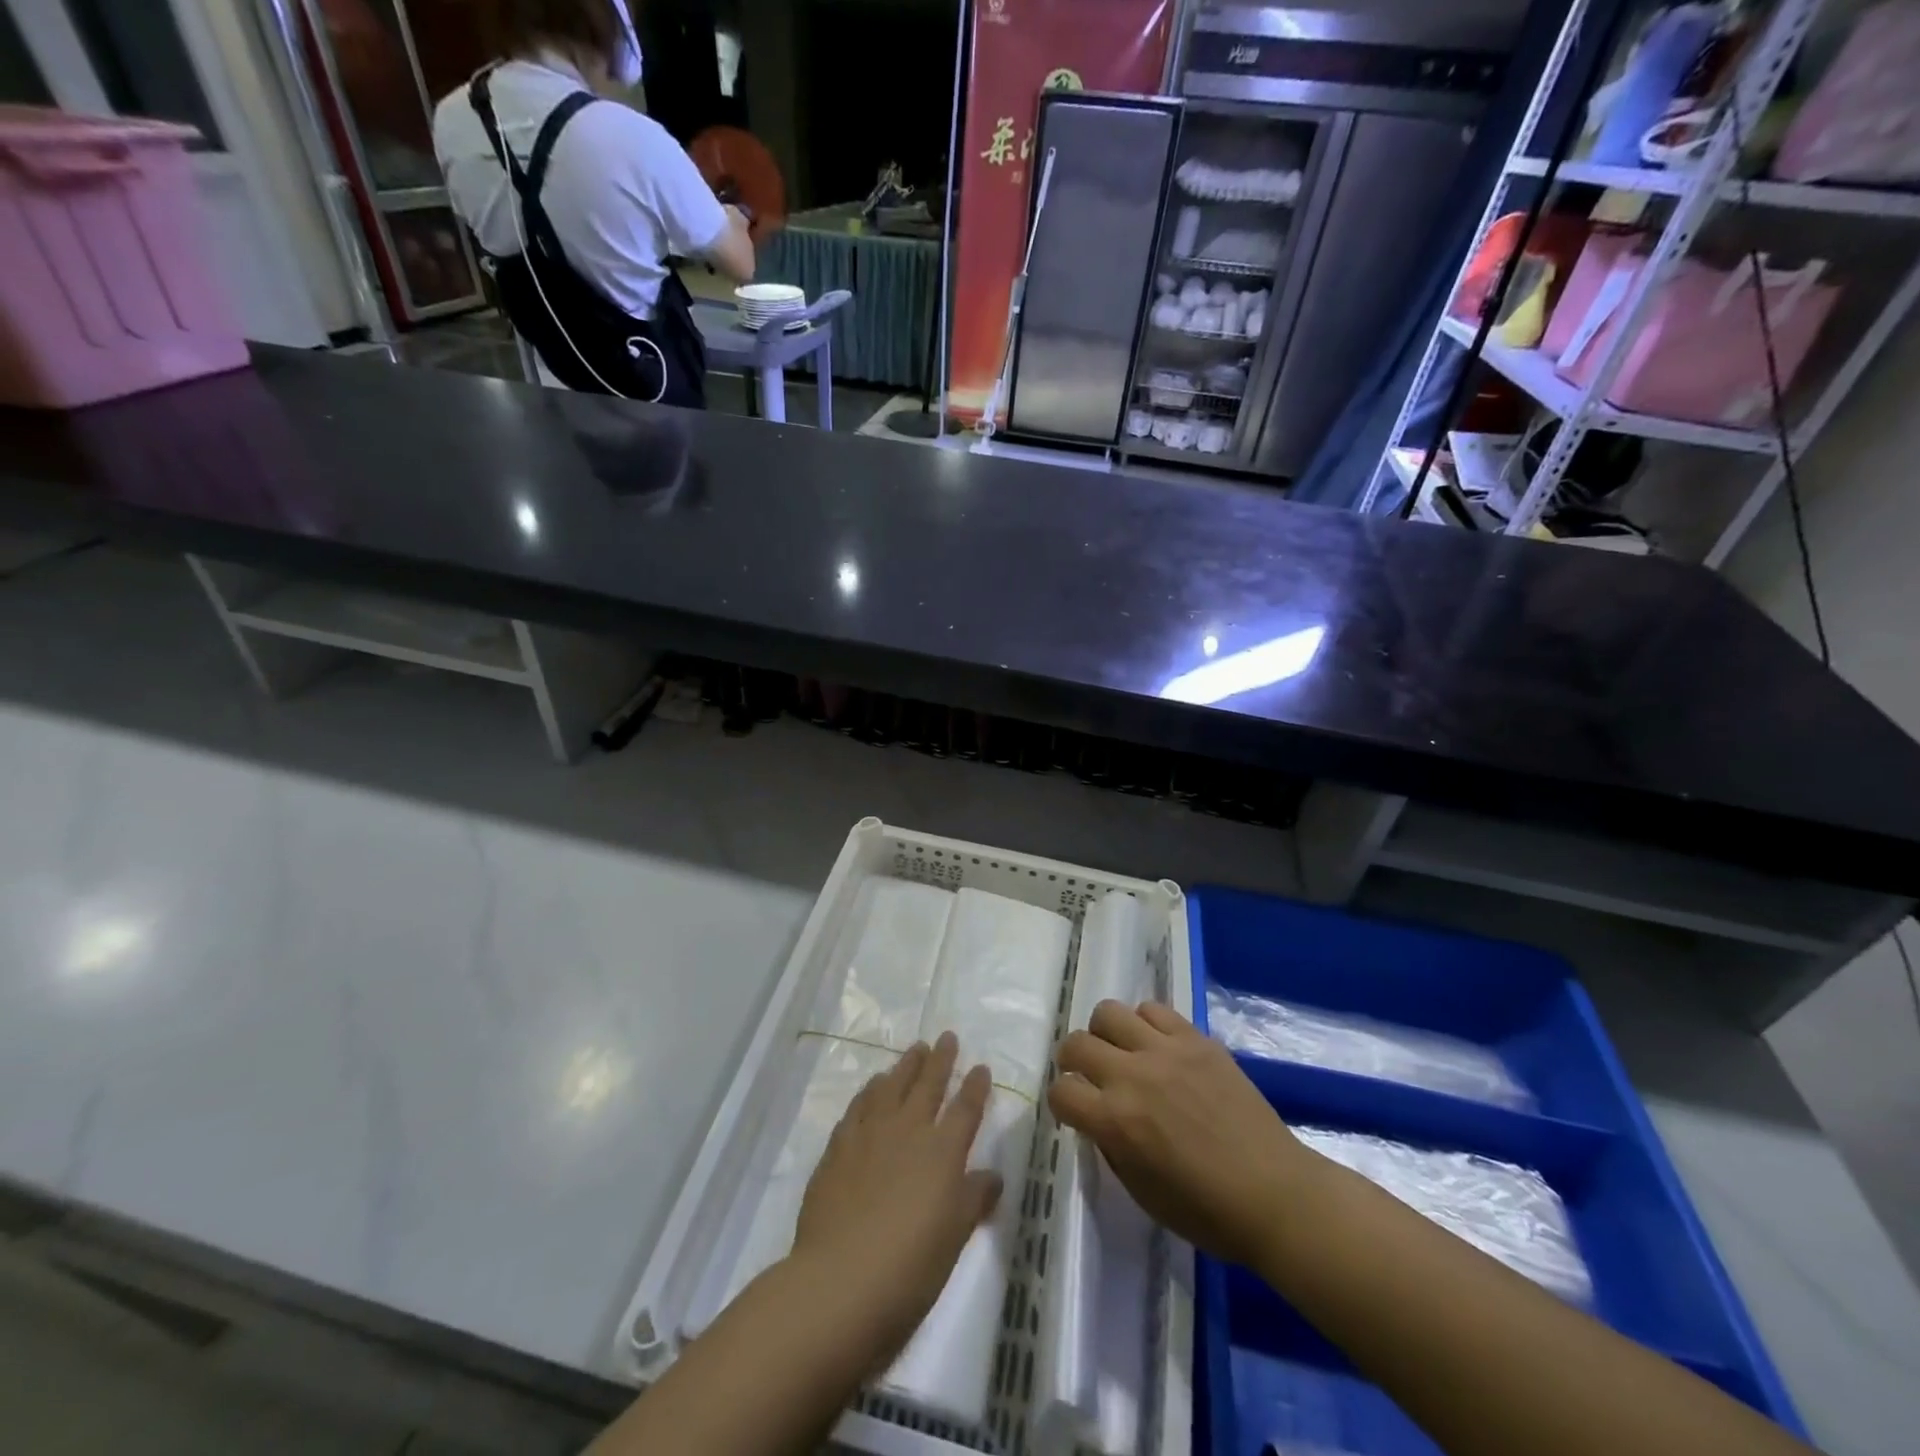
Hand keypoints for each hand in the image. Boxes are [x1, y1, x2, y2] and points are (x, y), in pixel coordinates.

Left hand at [789, 1033, 1002, 1369]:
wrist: (839, 1281)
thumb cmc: (909, 1267)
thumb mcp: (954, 1238)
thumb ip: (974, 1200)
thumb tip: (992, 1176)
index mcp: (943, 1152)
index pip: (965, 1109)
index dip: (975, 1087)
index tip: (980, 1067)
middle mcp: (908, 1131)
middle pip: (928, 1085)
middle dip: (940, 1060)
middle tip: (947, 1037)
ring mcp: (870, 1135)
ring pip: (891, 1086)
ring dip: (905, 1066)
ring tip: (914, 1050)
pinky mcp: (839, 1147)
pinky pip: (859, 1106)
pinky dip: (870, 1091)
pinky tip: (873, 1087)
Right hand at [1050, 1000, 1307, 1269]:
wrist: (1275, 1195)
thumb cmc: (1206, 1211)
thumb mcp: (1140, 1191)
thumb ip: (1110, 1145)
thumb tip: (1097, 1115)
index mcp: (1115, 1122)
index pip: (1061, 1092)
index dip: (1062, 1102)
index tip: (1074, 1110)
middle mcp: (1132, 1076)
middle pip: (1076, 1043)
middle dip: (1073, 1060)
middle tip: (1087, 1075)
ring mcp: (1166, 1051)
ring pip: (1109, 1012)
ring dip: (1105, 1033)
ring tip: (1122, 1052)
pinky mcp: (1196, 1039)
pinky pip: (1154, 1009)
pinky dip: (1145, 1024)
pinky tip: (1157, 1046)